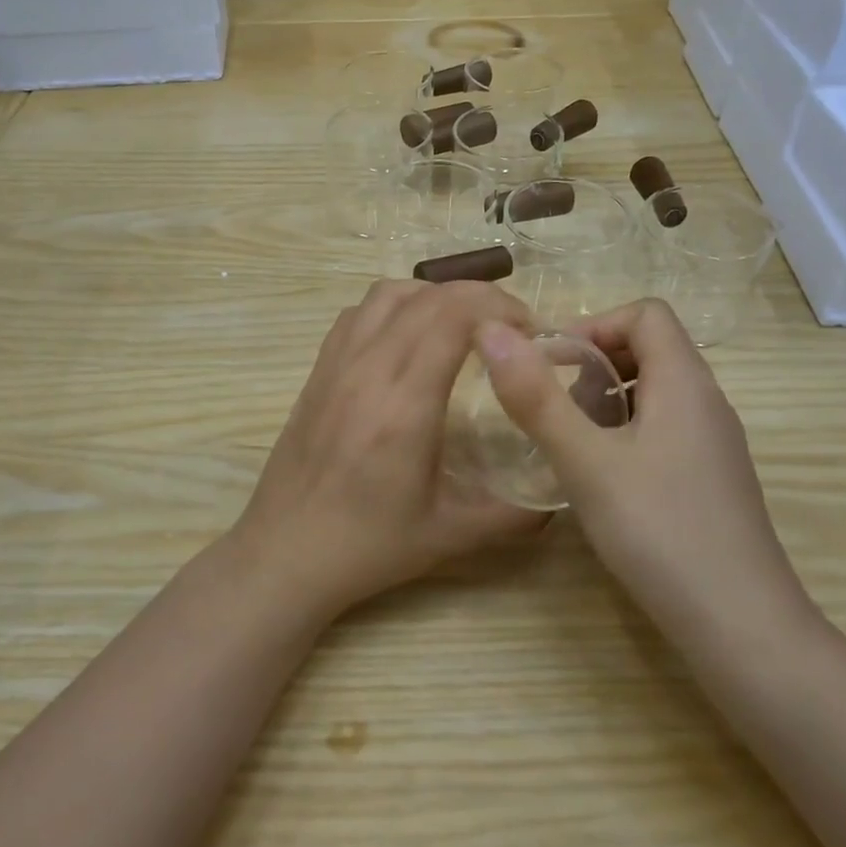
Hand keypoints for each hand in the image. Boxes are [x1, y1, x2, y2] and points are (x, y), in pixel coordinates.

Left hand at [231, 279, 549, 617]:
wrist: (286, 552)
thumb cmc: (370, 545)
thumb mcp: (451, 535)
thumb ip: (514, 515)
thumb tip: (560, 495)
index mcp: (404, 405)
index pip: (452, 317)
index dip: (498, 307)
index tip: (529, 331)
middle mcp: (368, 370)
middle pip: (427, 297)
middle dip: (480, 296)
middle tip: (509, 326)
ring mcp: (337, 364)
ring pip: (388, 294)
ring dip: (434, 294)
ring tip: (462, 324)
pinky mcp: (318, 370)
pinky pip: (358, 313)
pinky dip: (394, 306)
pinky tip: (410, 337)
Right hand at [476, 299, 812, 642]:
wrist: (742, 629)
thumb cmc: (660, 533)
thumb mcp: (586, 462)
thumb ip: (536, 397)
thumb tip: (492, 331)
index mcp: (685, 383)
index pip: (645, 314)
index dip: (594, 326)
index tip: (552, 366)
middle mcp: (707, 403)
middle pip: (650, 349)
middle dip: (593, 366)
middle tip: (556, 411)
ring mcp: (714, 444)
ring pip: (654, 393)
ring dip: (605, 403)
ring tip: (572, 447)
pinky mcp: (711, 480)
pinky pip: (663, 430)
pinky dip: (624, 435)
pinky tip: (601, 481)